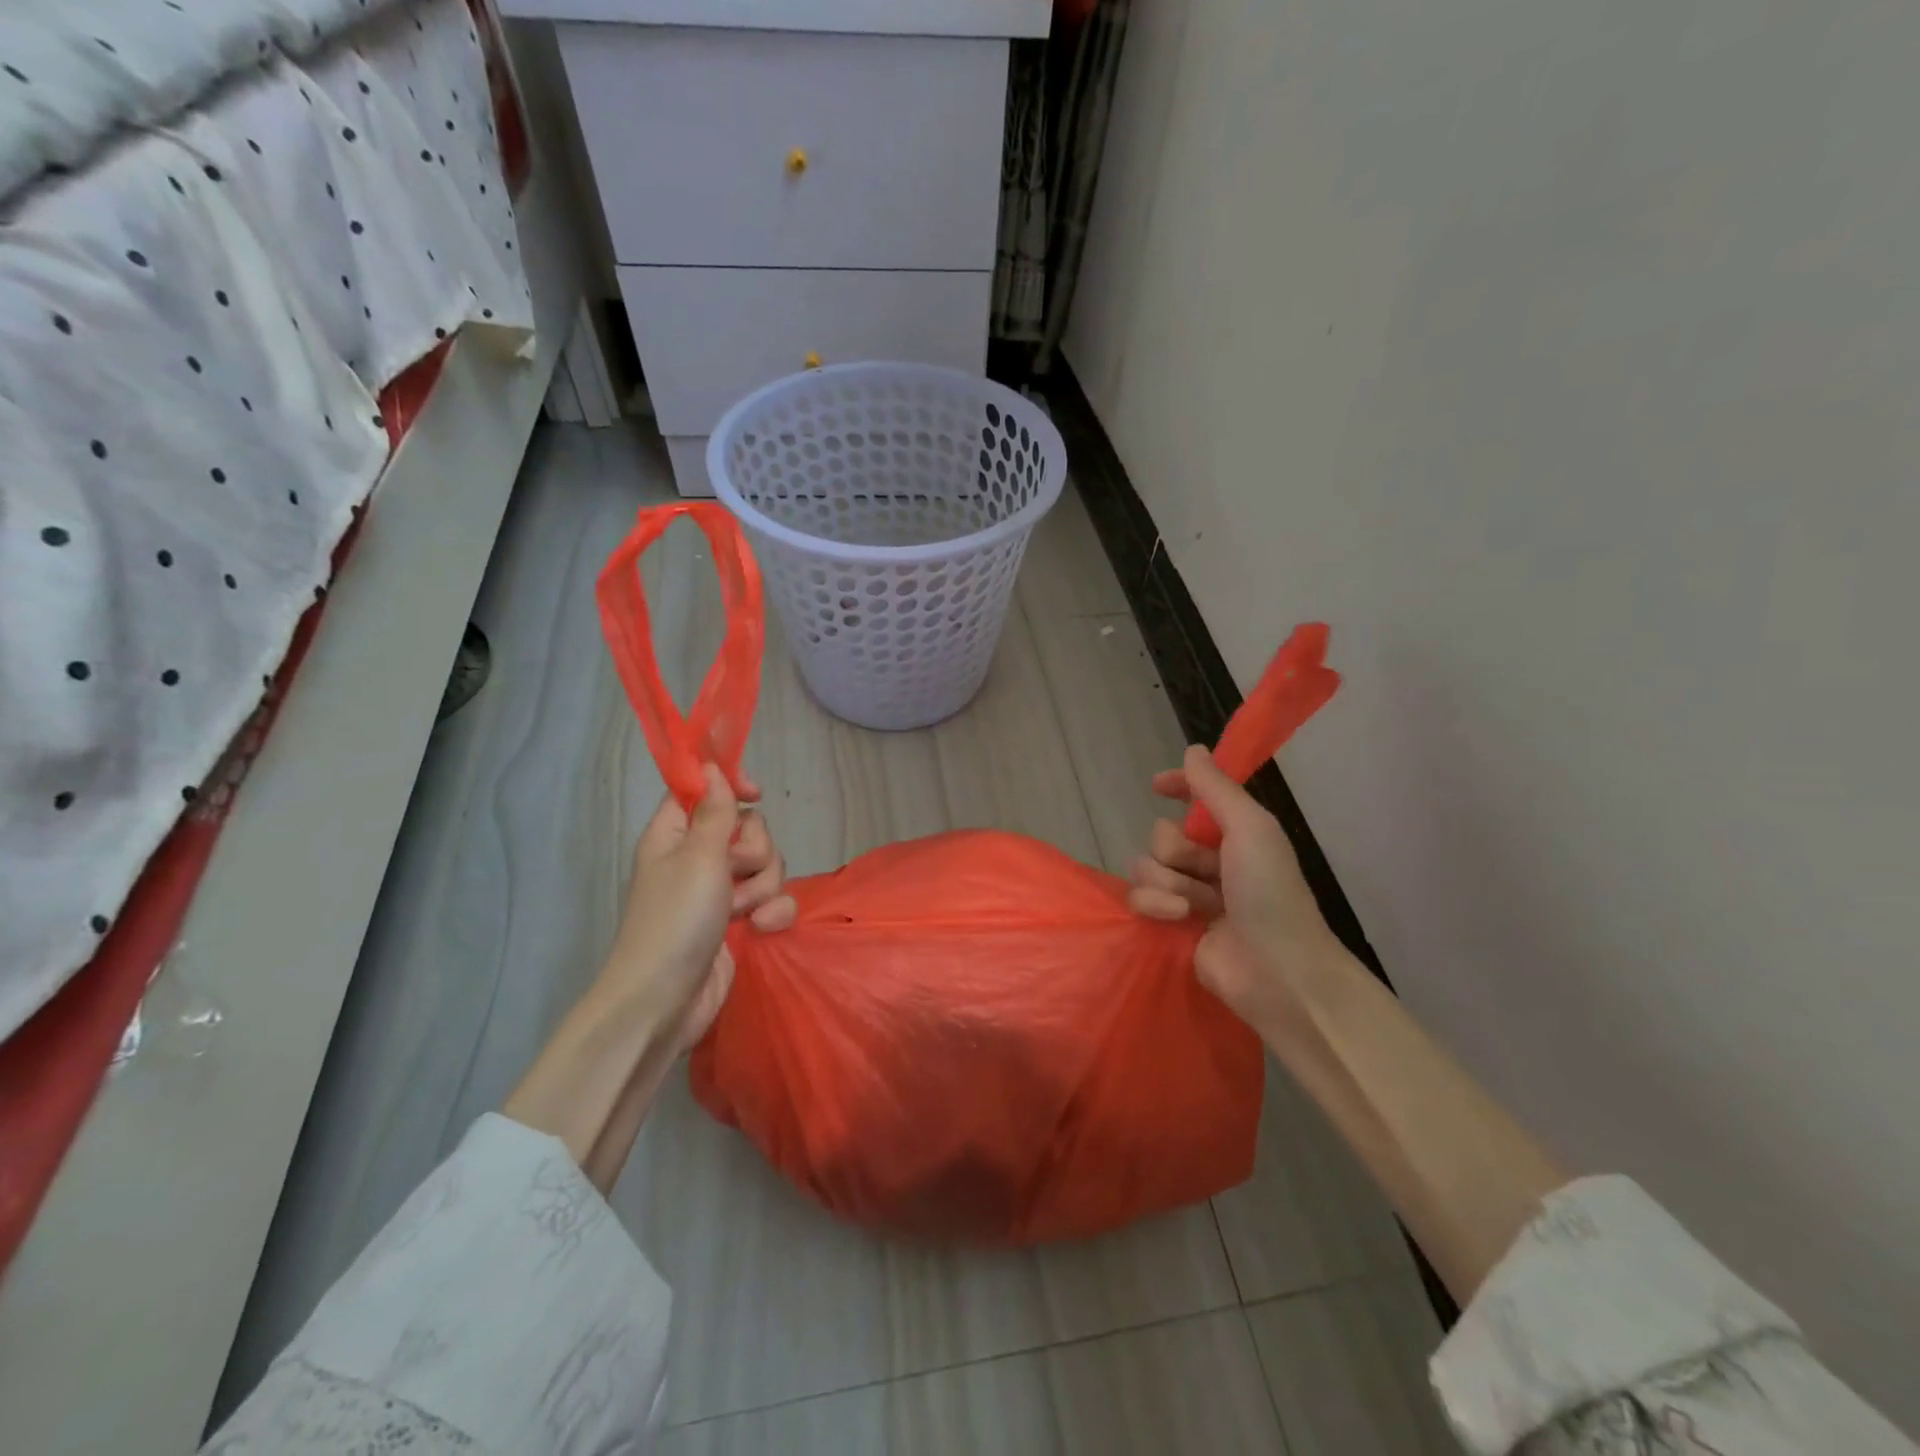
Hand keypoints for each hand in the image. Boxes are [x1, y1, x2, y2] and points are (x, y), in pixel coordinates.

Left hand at [601, 765, 796, 1055]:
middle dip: (754, 850)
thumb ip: (714, 810)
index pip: (704, 789)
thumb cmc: (675, 920)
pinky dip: (772, 913)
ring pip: (765, 864)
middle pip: (748, 828)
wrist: (665, 1002)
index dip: (730, 785)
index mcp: (676, 834)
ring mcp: (720, 891)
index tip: (755, 793)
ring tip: (743, 911)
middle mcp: (698, 857)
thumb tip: (710, 765)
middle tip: (735, 871)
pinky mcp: (740, 921)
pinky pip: (773, 900)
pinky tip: (760, 930)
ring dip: (763, 886)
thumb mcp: (697, 857)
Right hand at [1129, 745, 1349, 1040]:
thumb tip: (1193, 749)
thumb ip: (1216, 788)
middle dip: (1176, 851)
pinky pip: (1141, 897)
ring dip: (1169, 882)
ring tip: (1196, 906)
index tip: (1156, 785)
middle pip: (1162, 835)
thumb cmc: (1270, 893)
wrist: (1276, 971)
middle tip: (1204, 870)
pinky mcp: (1171, 923)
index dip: (1178, 786)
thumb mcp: (1251, 828)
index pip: (1199, 798)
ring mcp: (1190, 893)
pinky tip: (1180, 919)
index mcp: (1236, 834)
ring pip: (1147, 866)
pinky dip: (1157, 905)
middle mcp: (1210, 860)